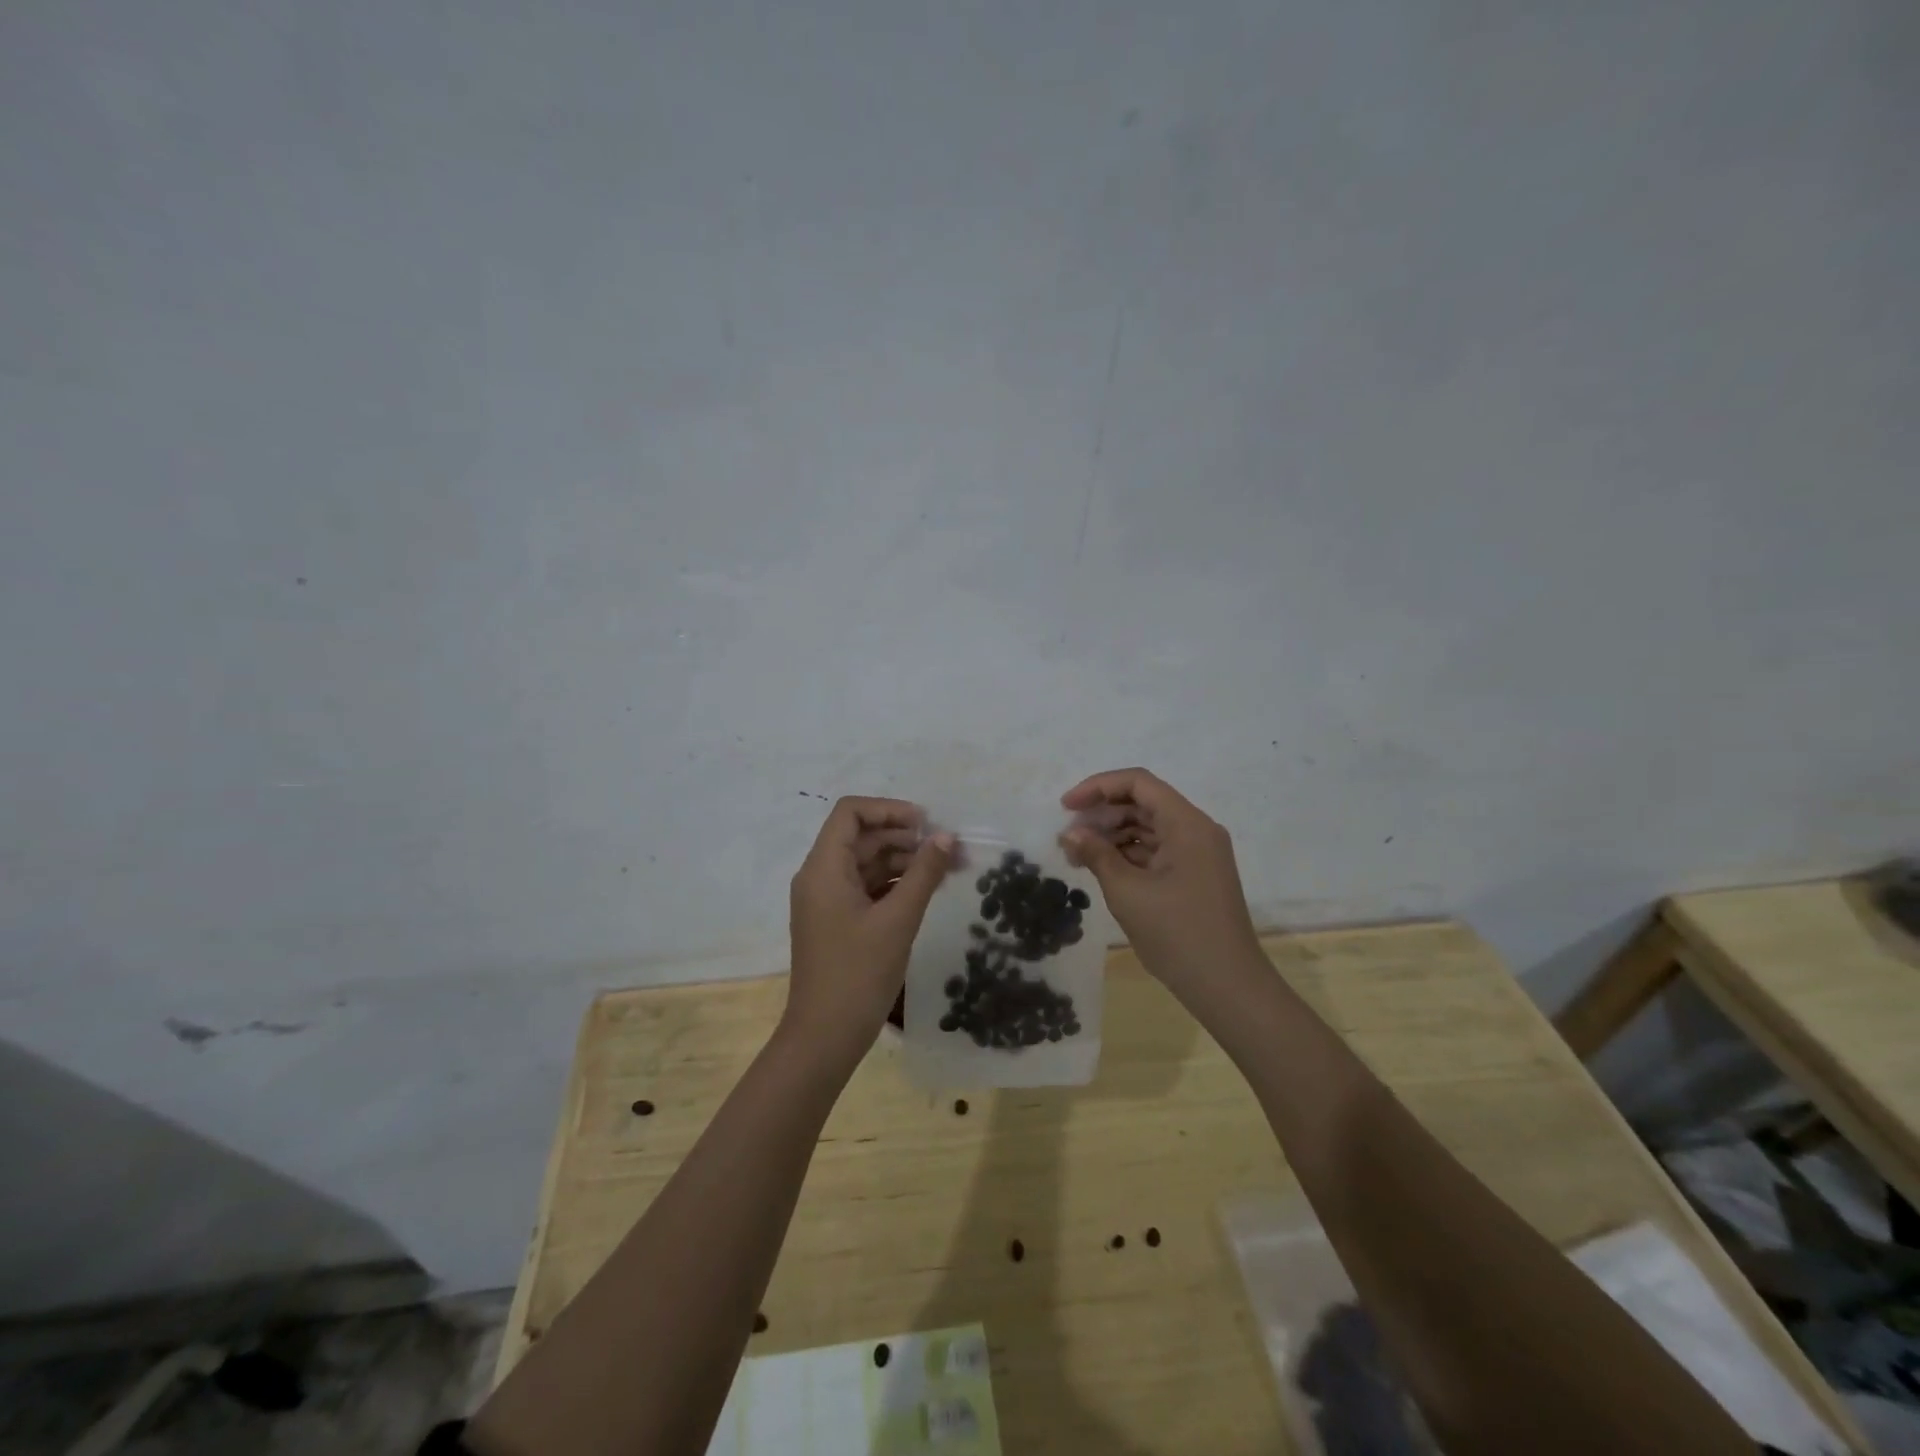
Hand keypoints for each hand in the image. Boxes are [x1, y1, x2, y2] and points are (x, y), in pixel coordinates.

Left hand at [786, 797, 954, 1063]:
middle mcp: (819, 876)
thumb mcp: (898, 920)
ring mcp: (826, 900)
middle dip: (904, 837)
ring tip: (944, 870)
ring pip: (865, 862)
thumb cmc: (858, 974)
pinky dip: (893, 883)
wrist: (824, 1038)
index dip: (888, 809)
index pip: (850, 813)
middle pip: (860, 836)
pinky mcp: (836, 921)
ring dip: (902, 860)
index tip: (926, 824)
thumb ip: (924, 873)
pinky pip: (865, 887)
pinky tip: (924, 891)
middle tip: (946, 849)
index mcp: (824, 868)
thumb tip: (947, 837)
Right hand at [1058, 768, 1260, 997]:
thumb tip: (1070, 833)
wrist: (1227, 987)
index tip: (1066, 806)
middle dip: (1102, 814)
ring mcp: (1198, 853)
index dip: (1098, 787)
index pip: (1138, 783)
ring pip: (1149, 827)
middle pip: (1143, 803)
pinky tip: (1102, 869)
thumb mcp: (1127, 891)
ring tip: (1078, 856)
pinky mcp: (1195, 875)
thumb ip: (1096, 854)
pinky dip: (1128, 854)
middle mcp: (1196, 830)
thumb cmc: (1177, 933)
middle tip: (1069, 837)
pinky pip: (1157, 850)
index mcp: (1187, 823)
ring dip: (1112, 835)